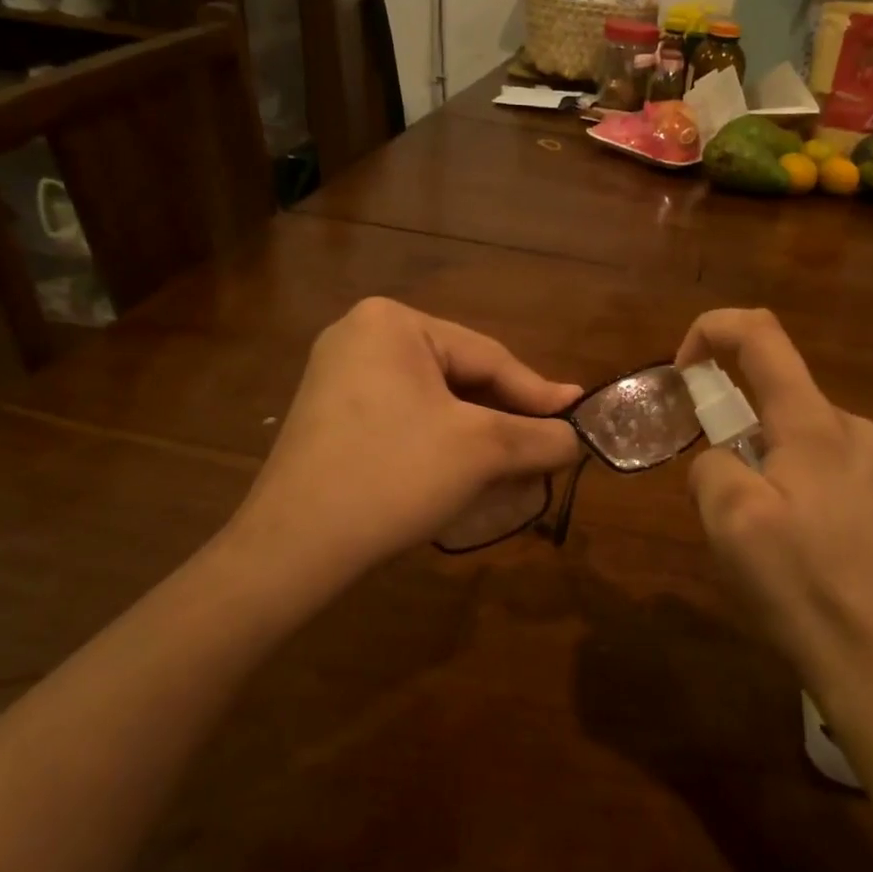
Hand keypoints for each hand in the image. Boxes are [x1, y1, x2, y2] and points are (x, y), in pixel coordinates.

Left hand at [226, 298, 581, 590]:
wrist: (294, 548)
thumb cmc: (395, 476)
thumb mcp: (481, 451)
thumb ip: (540, 437)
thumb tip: (575, 438)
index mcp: (393, 323)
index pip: (489, 356)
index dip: (539, 394)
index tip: (577, 419)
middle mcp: (360, 336)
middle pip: (460, 377)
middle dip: (505, 419)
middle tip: (547, 448)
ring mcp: (338, 378)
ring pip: (434, 402)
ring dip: (477, 436)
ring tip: (514, 466)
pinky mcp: (330, 418)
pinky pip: (404, 420)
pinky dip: (440, 444)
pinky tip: (463, 473)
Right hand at [676, 308, 872, 709]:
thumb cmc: (807, 586)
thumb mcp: (732, 522)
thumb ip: (711, 468)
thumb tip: (721, 462)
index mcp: (815, 423)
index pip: (761, 335)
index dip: (712, 330)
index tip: (681, 372)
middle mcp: (853, 431)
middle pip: (777, 395)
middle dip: (731, 427)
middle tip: (714, 496)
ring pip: (796, 439)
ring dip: (758, 466)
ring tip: (752, 537)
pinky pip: (819, 472)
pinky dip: (786, 489)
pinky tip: (789, 551)